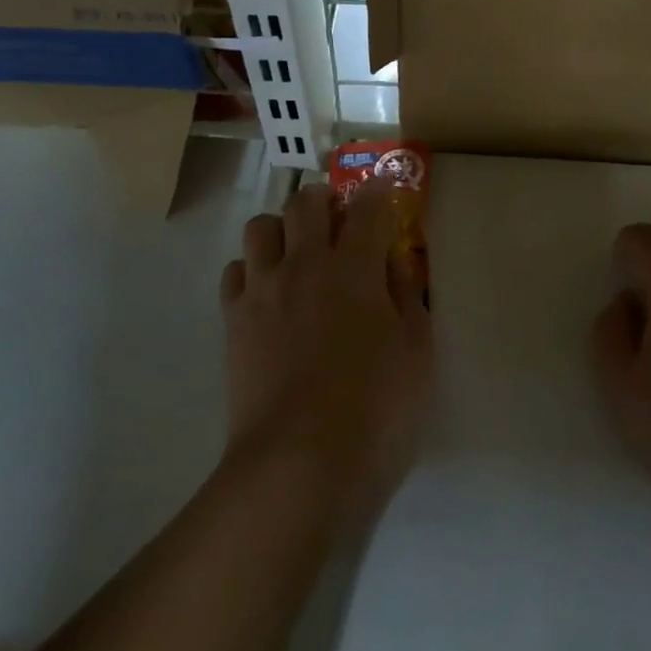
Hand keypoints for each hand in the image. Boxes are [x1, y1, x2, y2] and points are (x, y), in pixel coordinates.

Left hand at [220, 181, 433, 516]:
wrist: (300, 460)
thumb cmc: (375, 408)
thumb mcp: (416, 352)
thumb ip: (408, 298)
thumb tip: (395, 263)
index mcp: (355, 268)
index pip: (368, 209)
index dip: (378, 193)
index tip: (382, 190)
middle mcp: (305, 265)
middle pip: (306, 203)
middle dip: (325, 200)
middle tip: (338, 221)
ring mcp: (264, 289)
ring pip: (261, 226)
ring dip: (283, 229)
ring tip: (297, 254)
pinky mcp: (234, 319)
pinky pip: (235, 270)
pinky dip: (252, 269)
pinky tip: (268, 292)